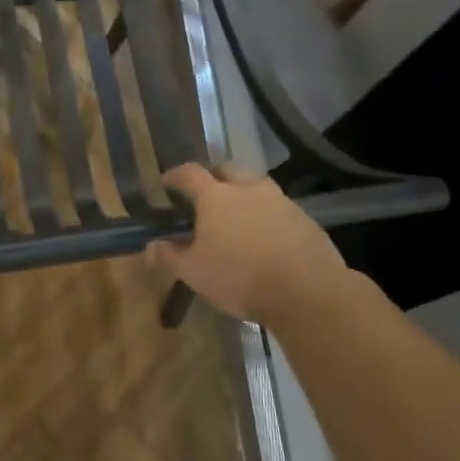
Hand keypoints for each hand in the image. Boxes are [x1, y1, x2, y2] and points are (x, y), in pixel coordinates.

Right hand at [148, 163, 349, 322]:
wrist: (308, 292)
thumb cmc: (240, 277)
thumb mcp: (194, 272)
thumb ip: (170, 256)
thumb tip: (151, 245)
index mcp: (215, 196)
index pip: (189, 173)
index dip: (175, 176)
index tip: (166, 183)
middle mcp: (247, 188)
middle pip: (226, 168)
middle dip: (213, 176)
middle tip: (205, 194)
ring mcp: (280, 200)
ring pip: (256, 185)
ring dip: (244, 193)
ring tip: (237, 214)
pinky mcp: (305, 219)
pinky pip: (279, 207)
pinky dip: (267, 214)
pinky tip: (266, 235)